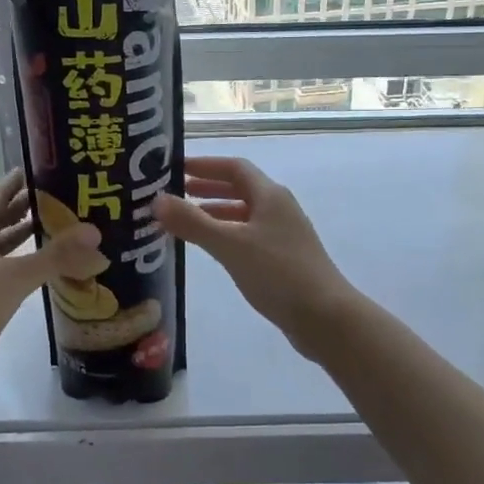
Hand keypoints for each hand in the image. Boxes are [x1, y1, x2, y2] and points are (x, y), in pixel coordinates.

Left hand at [0, 168, 104, 383]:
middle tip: (63, 197)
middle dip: (27, 207)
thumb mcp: (14, 278)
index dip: (17, 180)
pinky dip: (21, 265)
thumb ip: (55, 256)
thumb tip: (96, 233)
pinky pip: (1, 271)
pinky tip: (39, 271)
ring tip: (57, 229)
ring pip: (0, 246)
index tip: (43, 166)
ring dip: (24, 236)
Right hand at [154, 156, 359, 358]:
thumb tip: (157, 199)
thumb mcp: (230, 245)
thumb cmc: (278, 273)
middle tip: (174, 195)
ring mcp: (284, 235)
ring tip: (185, 223)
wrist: (326, 317)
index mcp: (270, 195)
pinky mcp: (284, 259)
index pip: (234, 167)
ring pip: (244, 214)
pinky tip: (212, 251)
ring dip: (215, 214)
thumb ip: (193, 222)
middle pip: (240, 188)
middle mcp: (279, 209)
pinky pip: (249, 237)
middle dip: (207, 188)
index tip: (175, 169)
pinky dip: (226, 236)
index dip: (205, 165)